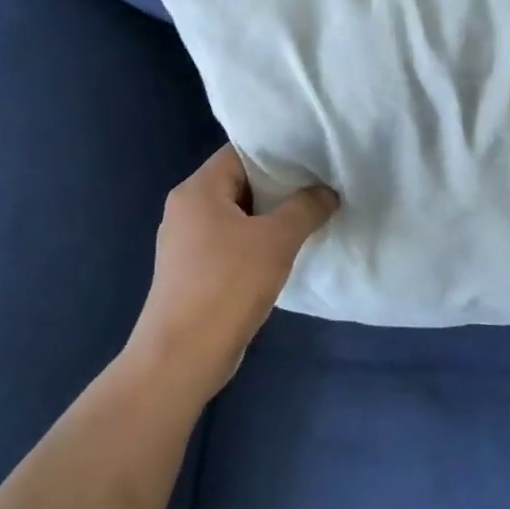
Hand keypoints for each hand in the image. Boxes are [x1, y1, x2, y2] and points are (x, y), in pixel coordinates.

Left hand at [128, 145, 338, 391]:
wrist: (182, 355)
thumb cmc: (228, 285)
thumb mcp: (276, 240)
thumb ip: (306, 208)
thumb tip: (327, 192)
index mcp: (197, 191)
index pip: (239, 153)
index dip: (277, 153)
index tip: (313, 159)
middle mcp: (186, 210)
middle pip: (239, 183)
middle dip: (280, 187)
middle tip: (320, 189)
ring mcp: (187, 244)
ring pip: (238, 217)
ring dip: (272, 219)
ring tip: (311, 219)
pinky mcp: (194, 273)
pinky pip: (232, 244)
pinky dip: (258, 244)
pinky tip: (286, 255)